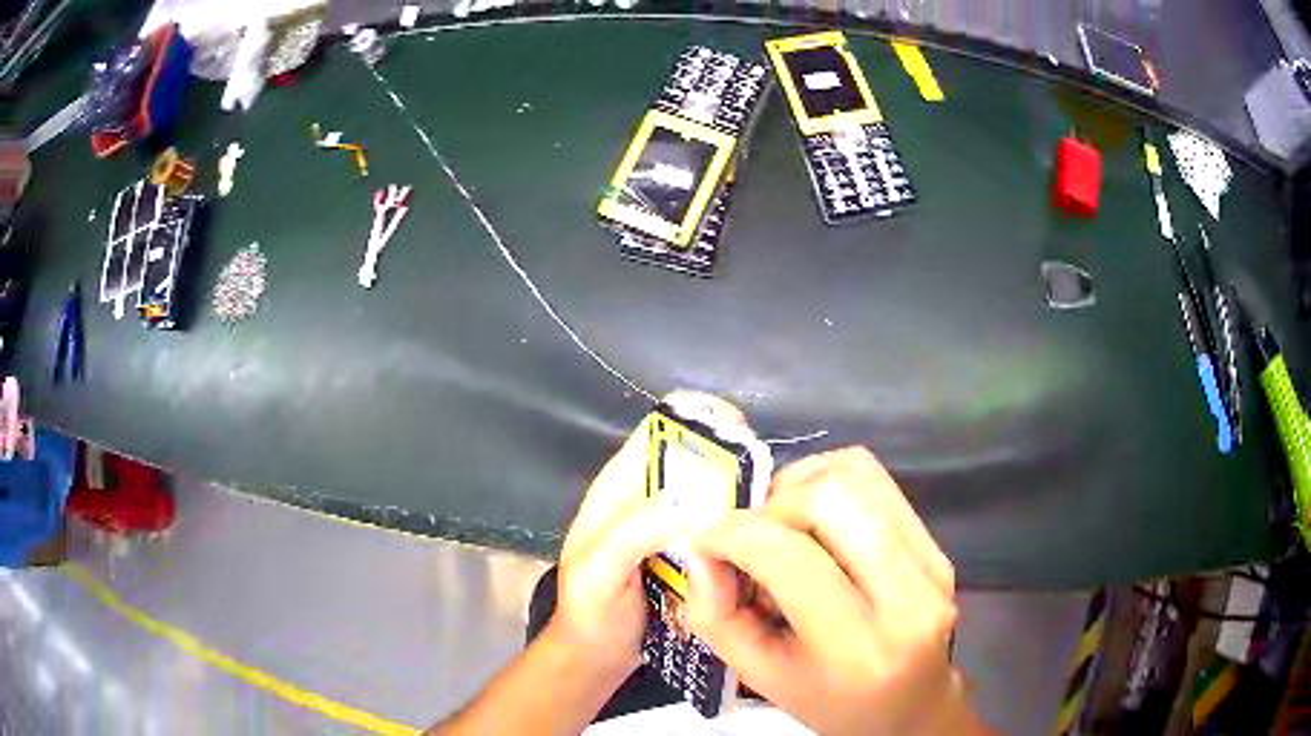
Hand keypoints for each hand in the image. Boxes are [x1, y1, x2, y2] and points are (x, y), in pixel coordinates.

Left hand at [552, 392, 746, 676]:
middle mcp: (651, 497)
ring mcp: (676, 526)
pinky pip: (725, 527)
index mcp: (620, 487)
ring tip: (769, 515)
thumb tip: (691, 504)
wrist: (598, 656)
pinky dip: (744, 527)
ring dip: (744, 496)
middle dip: (733, 461)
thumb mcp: (596, 571)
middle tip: (764, 488)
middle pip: (698, 456)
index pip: (659, 430)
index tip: (740, 435)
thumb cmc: (589, 612)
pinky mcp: (696, 552)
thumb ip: (631, 533)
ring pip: (717, 491)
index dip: (698, 419)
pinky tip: (762, 542)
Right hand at [688, 447, 980, 735]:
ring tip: (780, 523)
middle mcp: (907, 598)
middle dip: (771, 503)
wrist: (912, 705)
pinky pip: (877, 482)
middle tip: (748, 534)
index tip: (705, 540)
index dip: (733, 533)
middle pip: (831, 497)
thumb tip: (702, 548)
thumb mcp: (759, 677)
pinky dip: (830, 483)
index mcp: (856, 648)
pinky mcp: (938, 545)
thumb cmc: (830, 701)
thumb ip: (716, 615)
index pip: (790, 556)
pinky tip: (814, 520)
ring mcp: (931, 564)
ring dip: (801, 485)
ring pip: (857, 474)